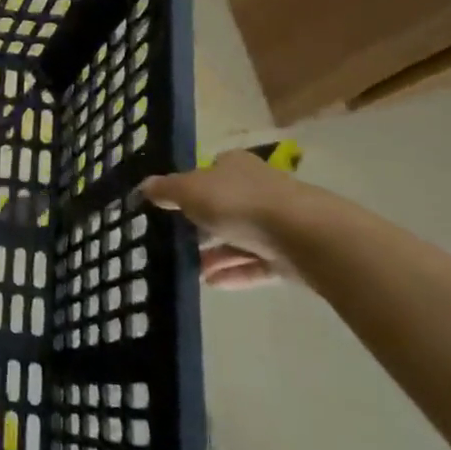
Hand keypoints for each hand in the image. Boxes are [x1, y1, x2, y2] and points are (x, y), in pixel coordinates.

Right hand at [140, 150, 310, 288]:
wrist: (306, 236)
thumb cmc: (240, 203)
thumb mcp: (190, 191)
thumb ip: (166, 190)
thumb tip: (144, 186)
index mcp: (236, 166)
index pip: (209, 171)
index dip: (189, 187)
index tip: (171, 207)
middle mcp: (259, 189)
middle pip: (224, 206)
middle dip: (201, 226)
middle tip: (176, 242)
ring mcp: (278, 223)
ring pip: (240, 238)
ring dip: (215, 254)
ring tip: (191, 270)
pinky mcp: (291, 255)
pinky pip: (256, 264)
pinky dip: (234, 273)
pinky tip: (211, 283)